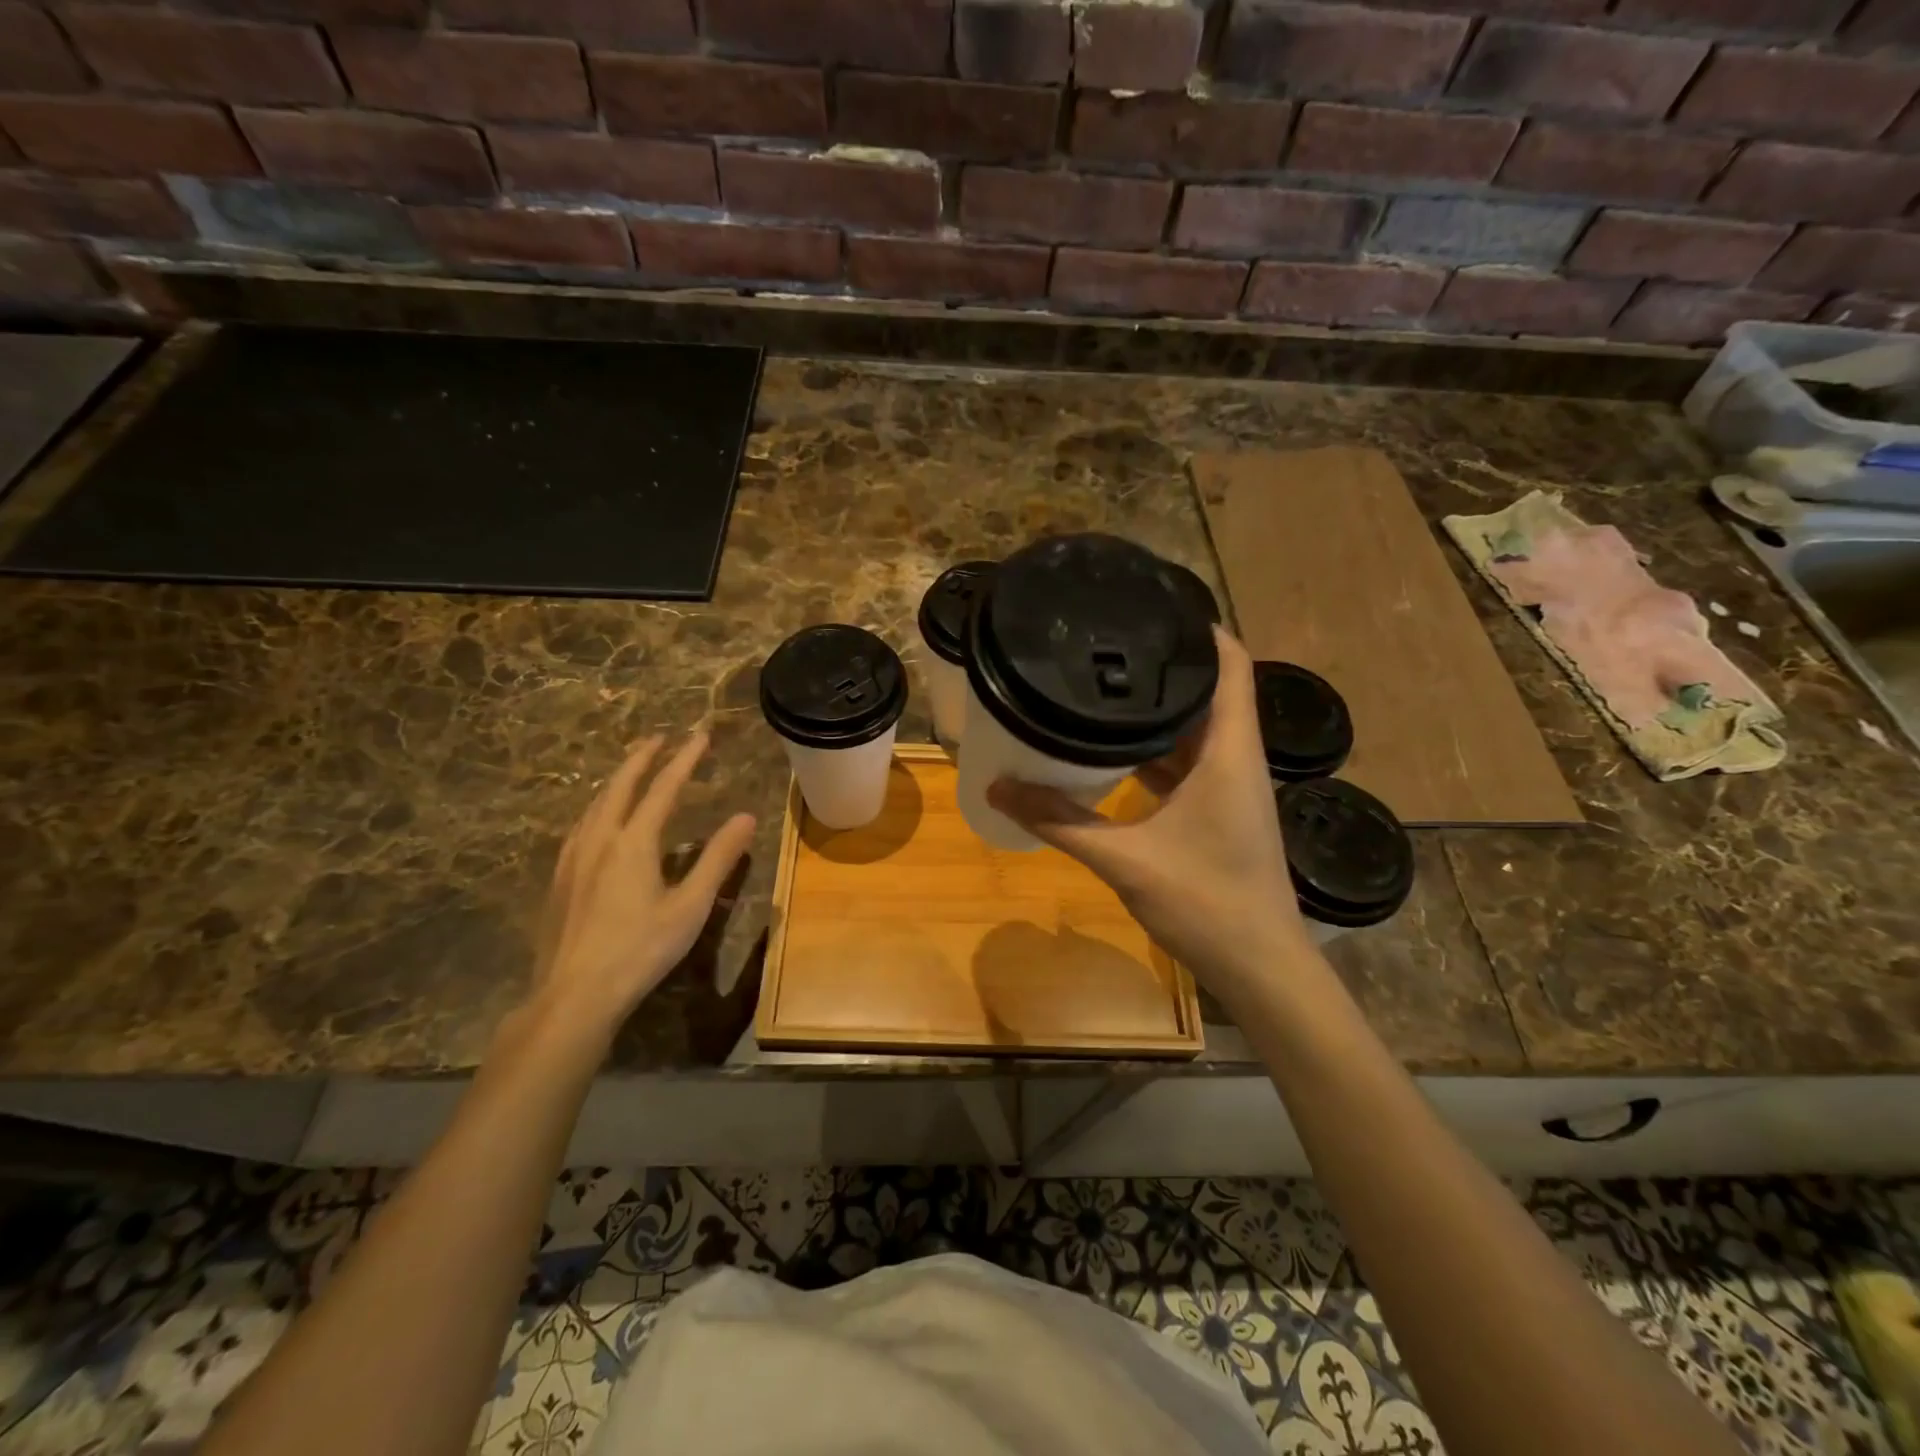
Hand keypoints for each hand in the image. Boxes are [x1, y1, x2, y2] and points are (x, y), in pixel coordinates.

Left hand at [531, 731, 755, 1037]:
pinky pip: (581, 825)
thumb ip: (718, 859)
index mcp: (634, 842)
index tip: (700, 736)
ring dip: (617, 780)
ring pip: (595, 804)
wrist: (574, 994)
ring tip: (631, 770)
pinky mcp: (560, 879)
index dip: (684, 760)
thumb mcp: (690, 906)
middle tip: (658, 738)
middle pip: (620, 786)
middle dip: (641, 758)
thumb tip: (746, 818)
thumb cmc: (640, 950)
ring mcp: (574, 858)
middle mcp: (600, 839)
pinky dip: (598, 806)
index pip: (663, 788)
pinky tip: (597, 820)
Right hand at [987, 627, 1309, 1003]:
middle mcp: (1235, 758)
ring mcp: (1230, 787)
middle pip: (1208, 691)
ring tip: (1102, 688)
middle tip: (1106, 644)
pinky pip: (1187, 764)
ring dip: (1157, 711)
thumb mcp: (1125, 858)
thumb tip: (999, 787)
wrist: (1260, 967)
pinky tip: (1114, 752)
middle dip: (1162, 666)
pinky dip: (1155, 752)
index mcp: (1228, 751)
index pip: (1230, 663)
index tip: (1150, 606)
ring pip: (1195, 730)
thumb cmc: (1207, 902)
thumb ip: (1059, 821)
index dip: (1199, 628)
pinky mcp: (1219, 812)